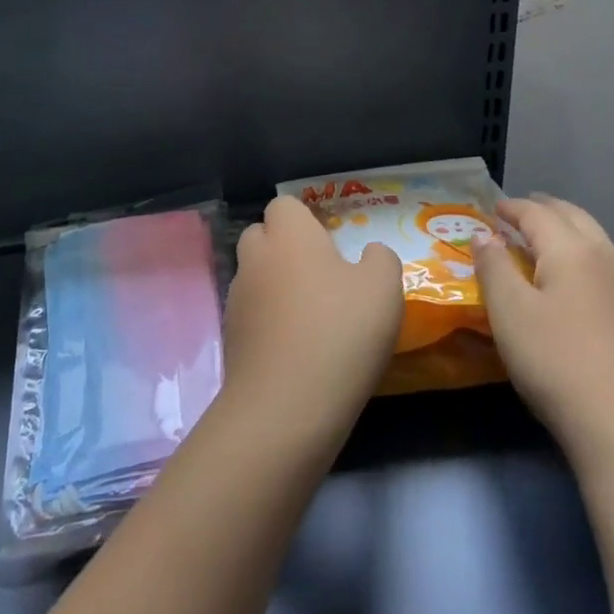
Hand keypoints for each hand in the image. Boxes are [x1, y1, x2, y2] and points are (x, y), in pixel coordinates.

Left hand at [220, 197, 402, 449]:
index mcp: (288, 235)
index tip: (331, 246)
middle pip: (262, 237)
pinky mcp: (230, 338)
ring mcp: (237, 298)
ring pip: (255, 277)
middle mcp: (255, 257)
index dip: (306, 220)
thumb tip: (369, 254)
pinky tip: (296, 351)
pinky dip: (269, 324)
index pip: (284, 206)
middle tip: (322, 279)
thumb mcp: (384, 288)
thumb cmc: (339, 332)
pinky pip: (252, 316)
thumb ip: (380, 259)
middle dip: (285, 249)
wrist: (284, 407)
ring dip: (276, 288)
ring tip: (311, 320)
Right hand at [475, 195, 613, 468]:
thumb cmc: (558, 363)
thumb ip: (493, 267)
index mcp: (572, 250)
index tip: (492, 208)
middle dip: (546, 210)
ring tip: (544, 243)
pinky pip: (606, 268)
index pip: (537, 213)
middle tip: (521, 212)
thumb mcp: (510, 313)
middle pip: (575, 218)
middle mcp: (607, 259)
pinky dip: (582, 258)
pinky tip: (574, 284)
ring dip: (568, 232)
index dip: (512, 207)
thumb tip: (483, 234)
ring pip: (596, 242)